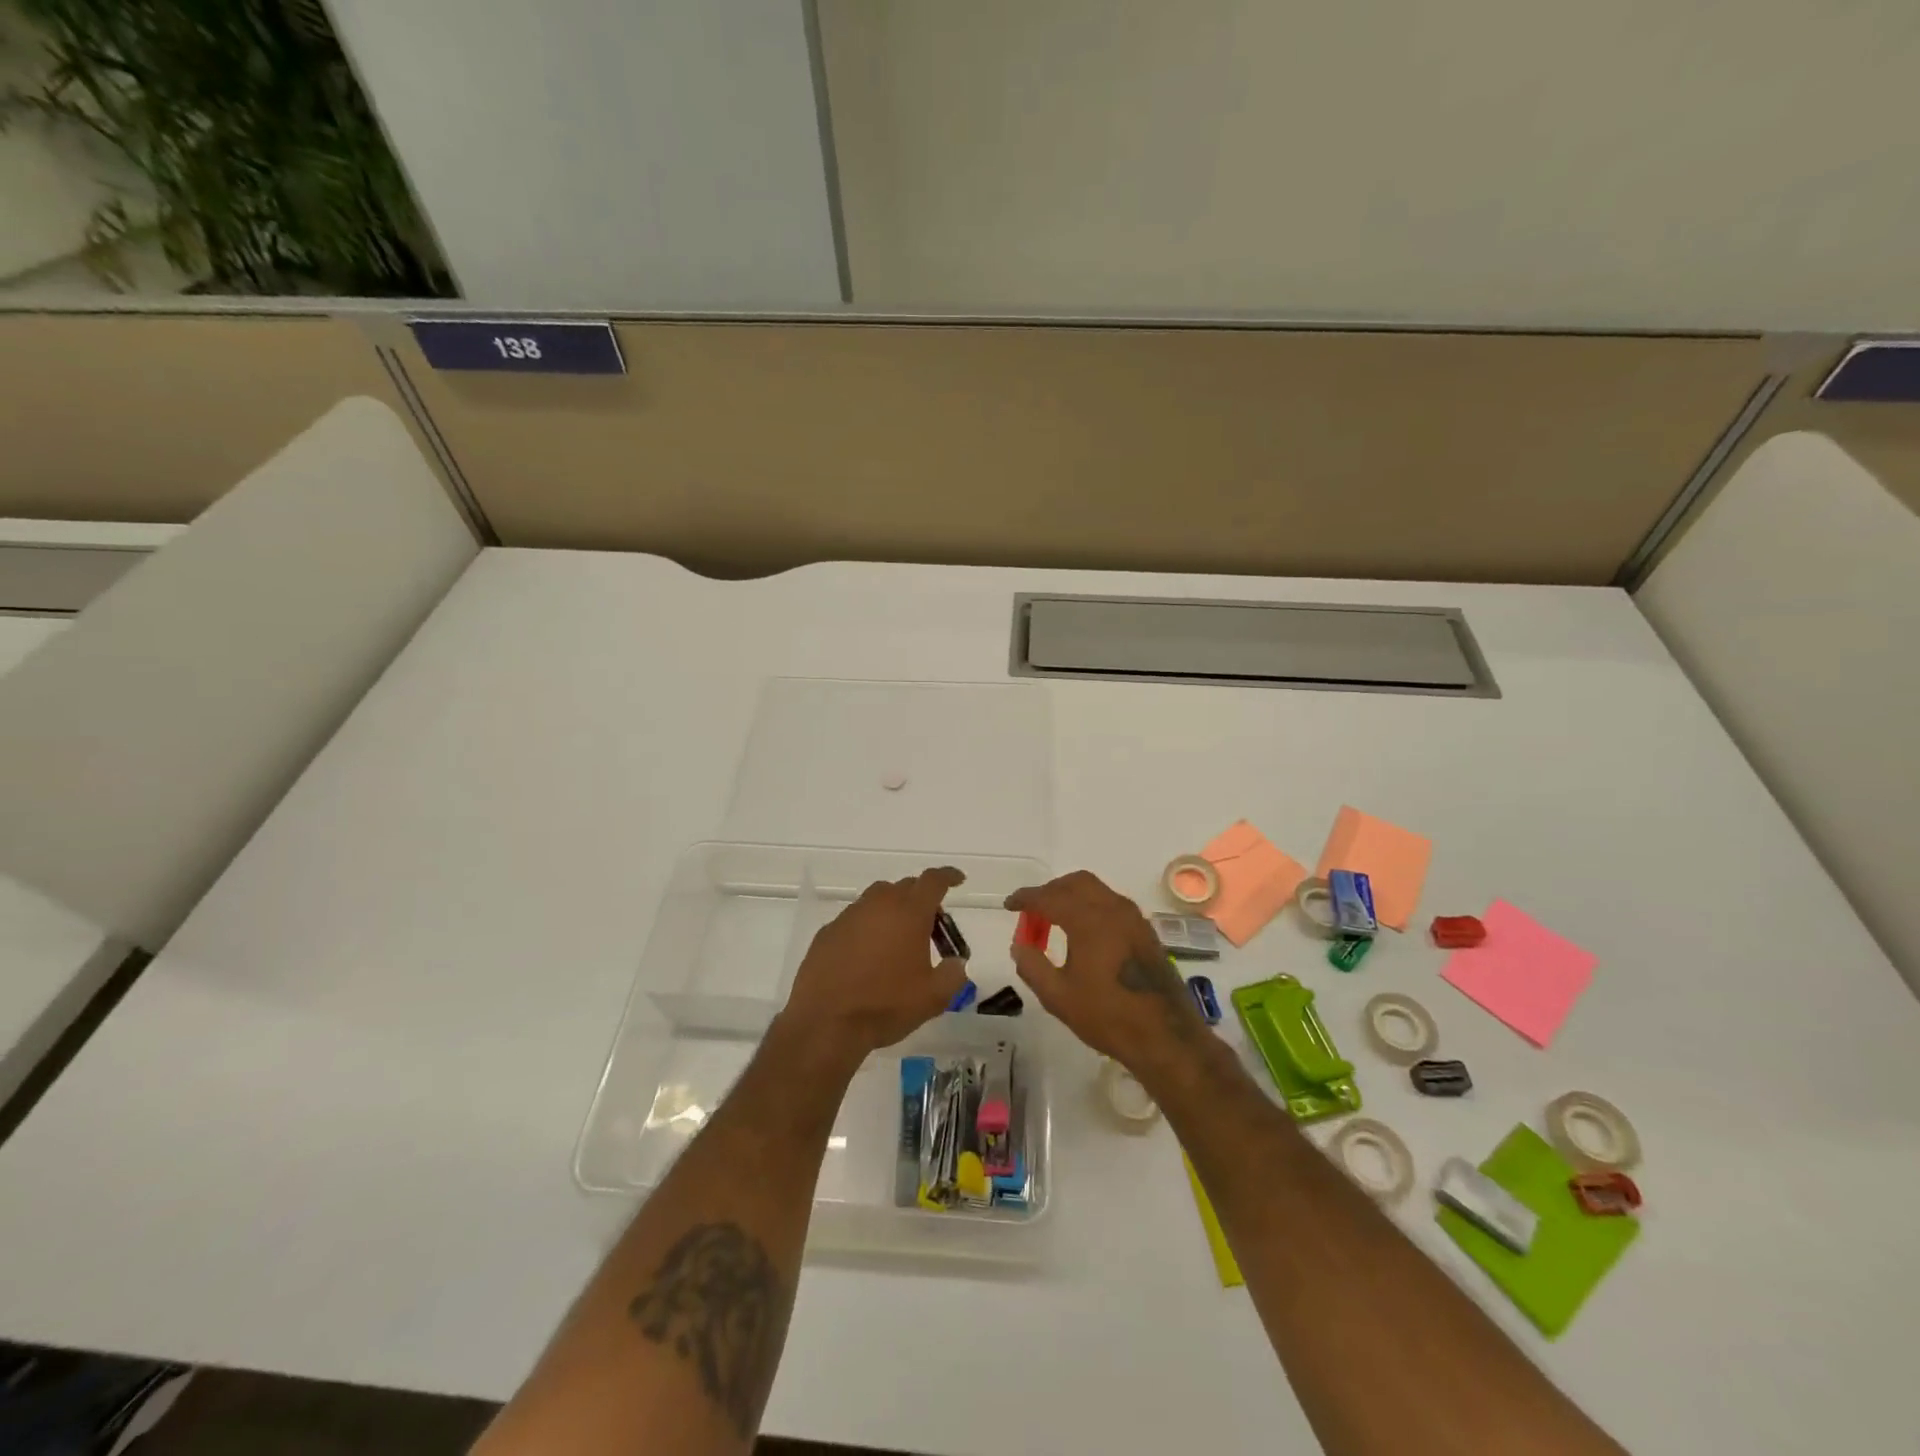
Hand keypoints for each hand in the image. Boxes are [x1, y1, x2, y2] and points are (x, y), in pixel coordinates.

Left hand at [780, 867, 968, 1065]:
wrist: (825, 1023)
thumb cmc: (885, 1005)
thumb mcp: (933, 997)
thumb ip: (953, 974)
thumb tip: (955, 962)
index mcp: (909, 912)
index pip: (934, 880)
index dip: (949, 876)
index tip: (958, 880)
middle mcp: (879, 904)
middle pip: (905, 887)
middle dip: (922, 900)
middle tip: (931, 927)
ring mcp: (849, 916)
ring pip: (878, 900)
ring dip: (893, 912)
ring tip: (899, 942)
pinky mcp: (827, 932)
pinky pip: (855, 920)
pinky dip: (868, 929)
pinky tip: (867, 956)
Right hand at [1005, 871, 1208, 1076]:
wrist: (1166, 1036)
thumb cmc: (1108, 1016)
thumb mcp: (1059, 997)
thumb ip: (1032, 967)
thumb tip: (1019, 945)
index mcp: (1089, 920)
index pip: (1049, 897)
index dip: (1026, 898)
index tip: (1010, 904)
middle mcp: (1113, 909)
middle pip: (1076, 882)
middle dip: (1051, 891)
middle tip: (1033, 911)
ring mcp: (1134, 918)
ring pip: (1097, 890)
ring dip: (1072, 896)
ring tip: (1055, 922)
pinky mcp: (1146, 931)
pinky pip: (1112, 904)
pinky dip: (1091, 906)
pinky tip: (1084, 933)